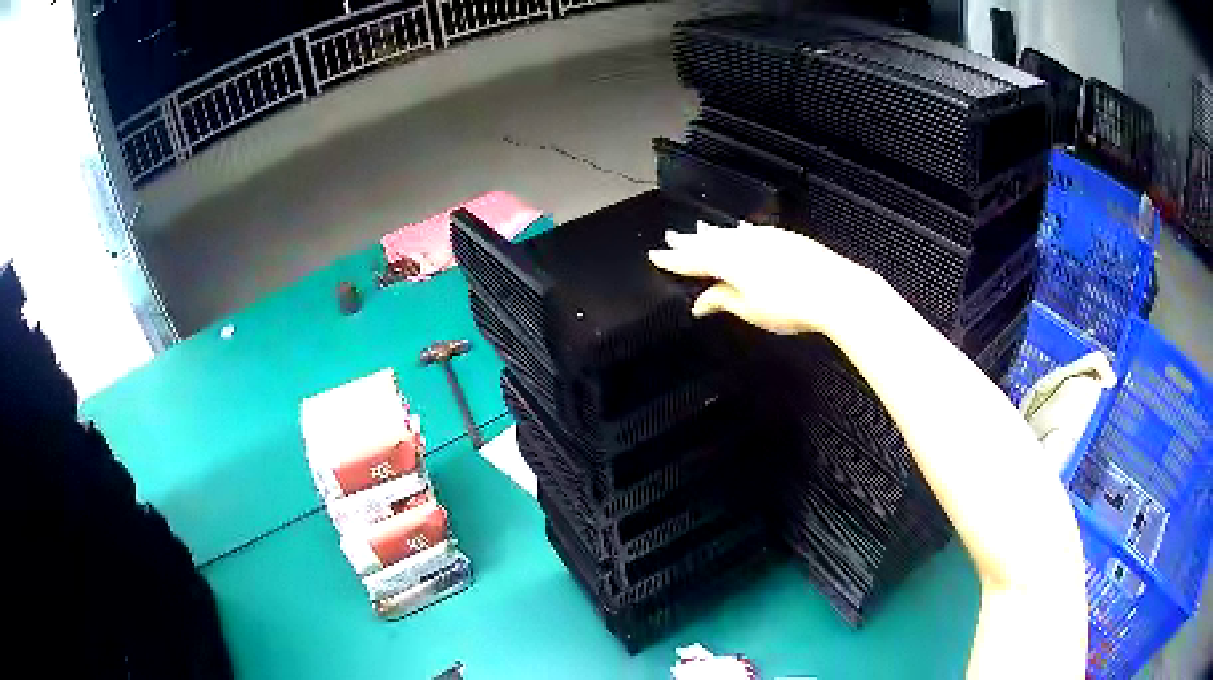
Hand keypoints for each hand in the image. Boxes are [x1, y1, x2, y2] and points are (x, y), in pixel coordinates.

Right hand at [648, 221, 887, 337]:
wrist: (835, 291)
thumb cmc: (792, 305)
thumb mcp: (750, 310)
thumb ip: (722, 301)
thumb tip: (701, 303)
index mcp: (729, 262)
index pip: (693, 260)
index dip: (673, 259)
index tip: (655, 255)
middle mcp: (744, 245)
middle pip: (709, 241)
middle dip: (688, 241)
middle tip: (670, 236)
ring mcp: (765, 238)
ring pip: (730, 233)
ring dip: (712, 232)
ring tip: (698, 228)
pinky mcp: (784, 238)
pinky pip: (752, 231)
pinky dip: (740, 230)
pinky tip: (741, 228)